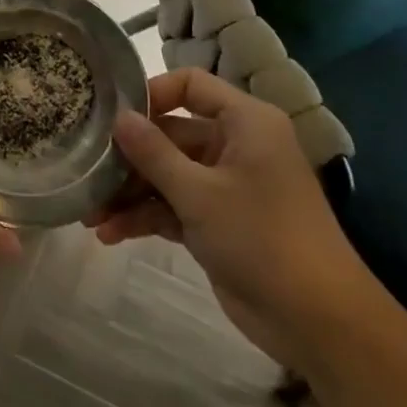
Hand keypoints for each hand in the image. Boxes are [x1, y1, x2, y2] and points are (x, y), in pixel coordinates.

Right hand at [92, 69, 371, 365]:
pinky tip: (110, 234)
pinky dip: (146, 217)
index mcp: (245, 122)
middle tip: (87, 173)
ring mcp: (227, 186)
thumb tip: (118, 117)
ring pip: (168, 175)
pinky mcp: (219, 222)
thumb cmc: (262, 238)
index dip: (151, 94)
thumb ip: (153, 153)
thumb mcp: (199, 193)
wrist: (318, 321)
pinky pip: (174, 206)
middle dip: (129, 158)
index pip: (190, 85)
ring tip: (90, 215)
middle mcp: (236, 145)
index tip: (113, 117)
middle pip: (171, 135)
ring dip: (131, 193)